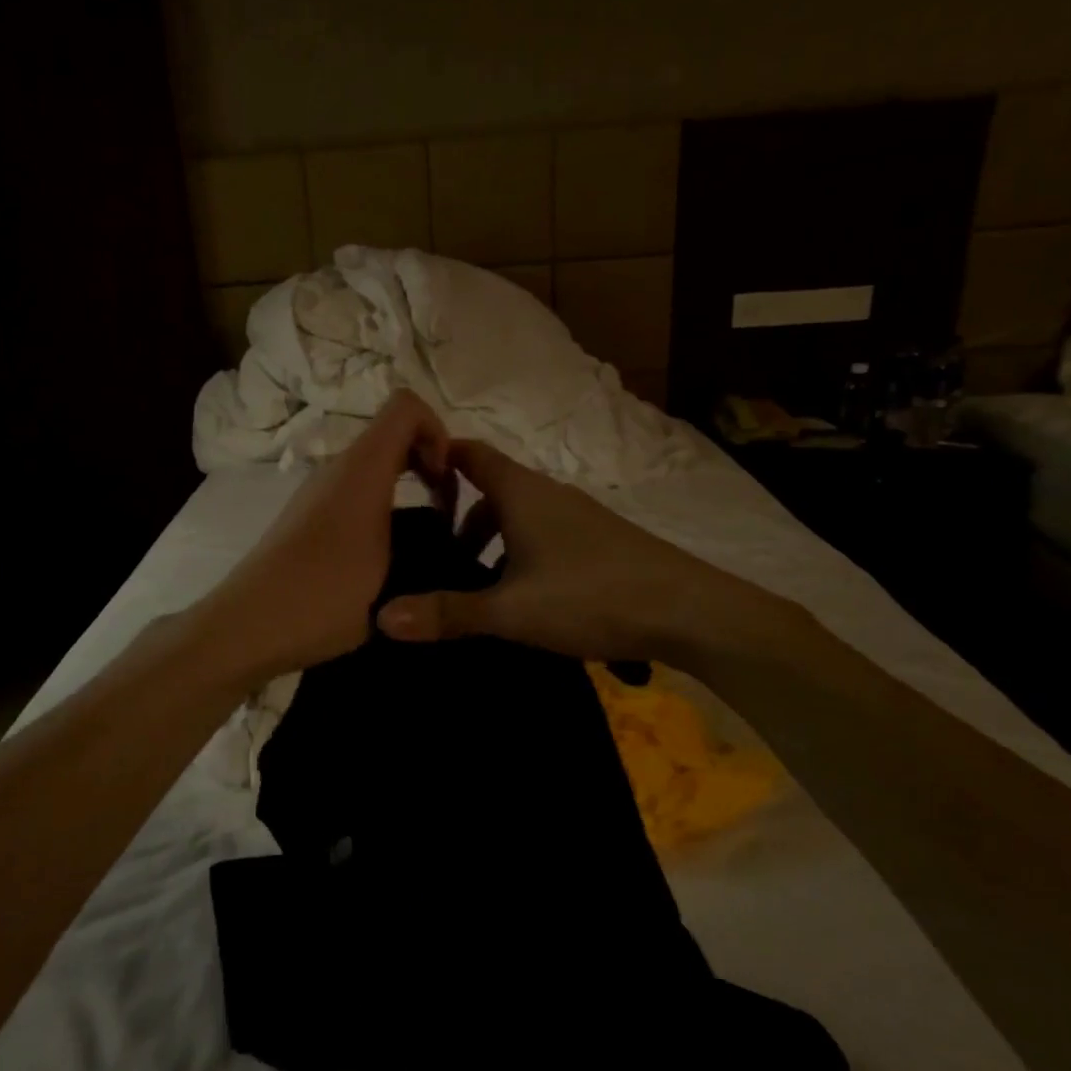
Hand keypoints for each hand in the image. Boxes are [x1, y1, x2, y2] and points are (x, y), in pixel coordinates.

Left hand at [196, 390, 453, 683]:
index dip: (438, 430)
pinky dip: (381, 504)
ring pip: (373, 465)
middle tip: (446, 510)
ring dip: (406, 486)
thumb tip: (446, 535)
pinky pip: (354, 489)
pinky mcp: (306, 516)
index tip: (447, 481)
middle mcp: (337, 468)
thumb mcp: (394, 573)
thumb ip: (427, 543)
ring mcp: (318, 491)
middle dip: (428, 461)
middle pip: (392, 434)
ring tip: (422, 536)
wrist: (248, 626)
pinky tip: (386, 551)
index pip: (406, 406)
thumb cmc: (325, 595)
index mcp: (362, 468)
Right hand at [375, 440, 806, 669]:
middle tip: (435, 557)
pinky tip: (526, 598)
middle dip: (460, 518)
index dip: (438, 458)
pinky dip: (522, 554)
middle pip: (492, 490)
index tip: (406, 482)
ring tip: (477, 587)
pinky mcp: (600, 540)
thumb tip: (381, 617)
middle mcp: (549, 494)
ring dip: (493, 542)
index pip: (470, 453)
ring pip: (520, 516)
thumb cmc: (591, 596)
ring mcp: (579, 516)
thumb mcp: (511, 611)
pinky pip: (545, 535)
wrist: (689, 610)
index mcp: (522, 493)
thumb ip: (448, 613)